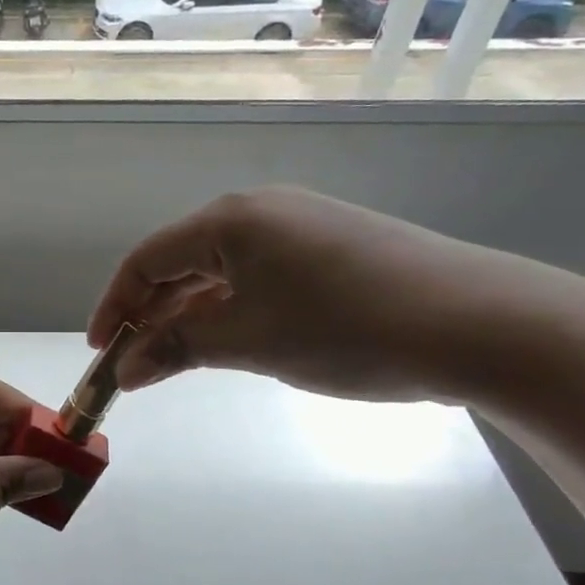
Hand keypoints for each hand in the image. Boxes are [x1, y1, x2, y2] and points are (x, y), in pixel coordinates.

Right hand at [89, 187, 539, 401]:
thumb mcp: (248, 342)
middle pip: (181, 263)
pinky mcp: (333, 249)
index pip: (147, 260)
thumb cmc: (346, 327)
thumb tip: (125, 372)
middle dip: (151, 314)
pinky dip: (232, 310)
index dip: (116, 306)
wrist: (483, 324)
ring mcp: (301, 227)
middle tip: (134, 363)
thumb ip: (176, 350)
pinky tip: (231, 340)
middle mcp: (260, 211)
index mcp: (230, 220)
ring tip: (175, 358)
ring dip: (190, 315)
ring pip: (221, 272)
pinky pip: (259, 277)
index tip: (101, 351)